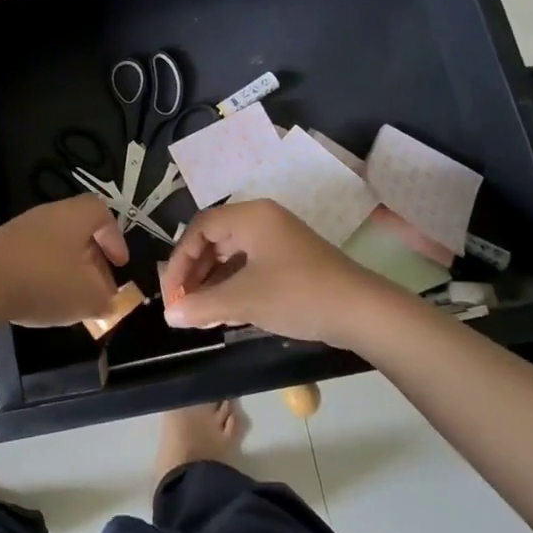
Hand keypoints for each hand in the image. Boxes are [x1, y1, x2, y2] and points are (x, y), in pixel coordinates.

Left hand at [0, 196, 130, 328]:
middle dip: (93, 260)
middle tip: (99, 288)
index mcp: (73, 216)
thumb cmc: (43, 282)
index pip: (101, 212)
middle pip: (78, 230)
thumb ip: (105, 299)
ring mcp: (19, 229)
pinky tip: (40, 300)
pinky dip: (43, 275)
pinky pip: (31, 256)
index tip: (120, 264)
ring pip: (54, 245)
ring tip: (71, 300)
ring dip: (68, 269)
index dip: (115, 237)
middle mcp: (47, 215)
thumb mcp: (87, 297)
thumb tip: (108, 301)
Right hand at [160, 199, 404, 347]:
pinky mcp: (289, 260)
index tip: (171, 293)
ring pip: (231, 255)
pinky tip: (223, 312)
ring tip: (199, 312)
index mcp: (250, 217)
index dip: (180, 260)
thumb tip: (169, 315)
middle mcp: (261, 220)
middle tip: (182, 304)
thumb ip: (202, 305)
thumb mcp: (244, 301)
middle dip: (194, 272)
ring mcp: (277, 239)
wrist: (364, 312)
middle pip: (214, 239)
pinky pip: (249, 266)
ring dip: (212, 282)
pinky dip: (232, 286)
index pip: (200, 228)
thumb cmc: (298, 295)